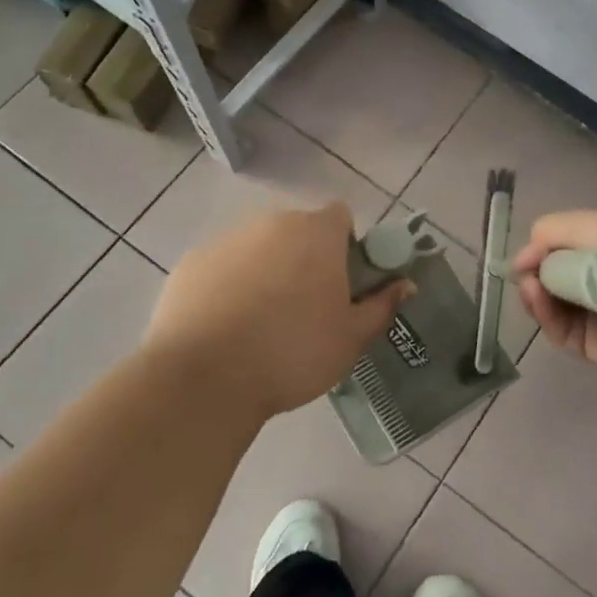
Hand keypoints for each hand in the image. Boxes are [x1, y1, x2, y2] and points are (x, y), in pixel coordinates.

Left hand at [144, 202, 412, 421]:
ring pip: (259, 248)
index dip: (346, 245)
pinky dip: (229, 285)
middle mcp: (272, 223)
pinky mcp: (192, 262)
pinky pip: (223, 266)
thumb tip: (405, 284)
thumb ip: (381, 306)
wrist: (204, 379)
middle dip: (306, 259)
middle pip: (298, 231)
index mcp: (317, 233)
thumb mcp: (351, 339)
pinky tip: (225, 327)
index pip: (340, 217)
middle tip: (305, 308)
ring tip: (261, 323)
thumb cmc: (293, 354)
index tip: (342, 282)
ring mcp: (227, 240)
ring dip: (267, 270)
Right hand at [513, 210, 596, 391]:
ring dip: (537, 292)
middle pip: (561, 275)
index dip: (547, 245)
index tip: (528, 250)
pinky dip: (545, 314)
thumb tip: (524, 257)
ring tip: (530, 285)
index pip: (574, 244)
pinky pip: (562, 331)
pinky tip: (536, 298)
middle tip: (524, 270)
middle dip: (538, 269)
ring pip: (556, 304)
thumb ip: (555, 231)